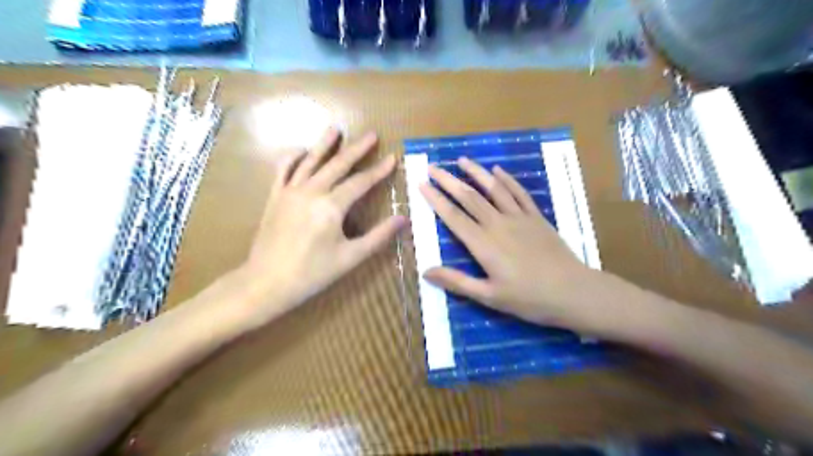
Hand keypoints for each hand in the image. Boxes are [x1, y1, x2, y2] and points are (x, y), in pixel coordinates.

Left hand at [236, 129, 402, 324]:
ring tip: (336, 129)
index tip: (392, 158)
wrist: (266, 282)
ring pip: (310, 161)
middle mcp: (311, 192)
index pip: (360, 182)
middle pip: (337, 164)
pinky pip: (284, 169)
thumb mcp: (350, 258)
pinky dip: (293, 157)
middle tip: (371, 134)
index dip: (378, 171)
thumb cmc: (312, 273)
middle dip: (356, 149)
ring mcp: (290, 191)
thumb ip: (378, 236)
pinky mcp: (275, 196)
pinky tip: (301, 151)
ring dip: (325, 144)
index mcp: (331, 207)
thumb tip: (403, 219)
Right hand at [419, 157, 594, 327]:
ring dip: (476, 172)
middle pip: (469, 197)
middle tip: (433, 166)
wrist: (573, 292)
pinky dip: (507, 180)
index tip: (422, 184)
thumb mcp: (488, 297)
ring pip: (494, 189)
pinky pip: (519, 193)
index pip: (453, 216)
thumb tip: (426, 272)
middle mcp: (498, 224)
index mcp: (483, 244)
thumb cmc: (528, 298)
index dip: (436, 199)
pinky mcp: (536, 217)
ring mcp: (519, 217)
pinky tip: (498, 170)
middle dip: (449, 180)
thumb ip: (457, 282)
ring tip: (462, 159)